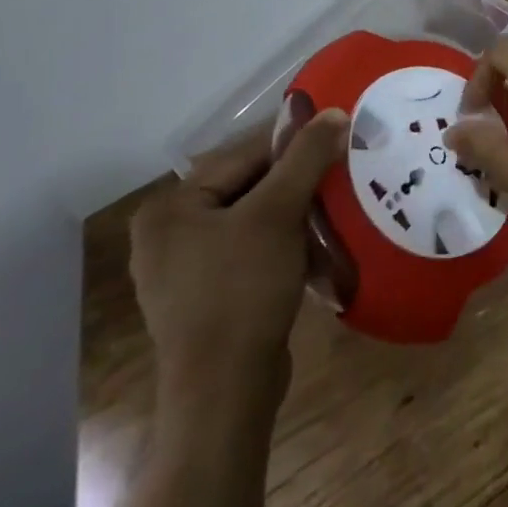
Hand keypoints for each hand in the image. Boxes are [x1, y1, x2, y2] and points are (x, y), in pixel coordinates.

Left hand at [130, 108, 347, 410]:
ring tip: (334, 209)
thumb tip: (335, 112)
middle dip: (295, 184)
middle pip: (247, 187)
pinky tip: (314, 249)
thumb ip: (306, 158)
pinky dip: (282, 246)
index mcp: (170, 208)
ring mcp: (184, 271)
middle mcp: (167, 234)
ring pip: (252, 221)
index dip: (293, 146)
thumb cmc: (242, 291)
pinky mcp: (206, 299)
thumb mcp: (279, 213)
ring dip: (294, 215)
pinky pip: (250, 253)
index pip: (243, 156)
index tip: (336, 140)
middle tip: (340, 176)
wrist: (225, 395)